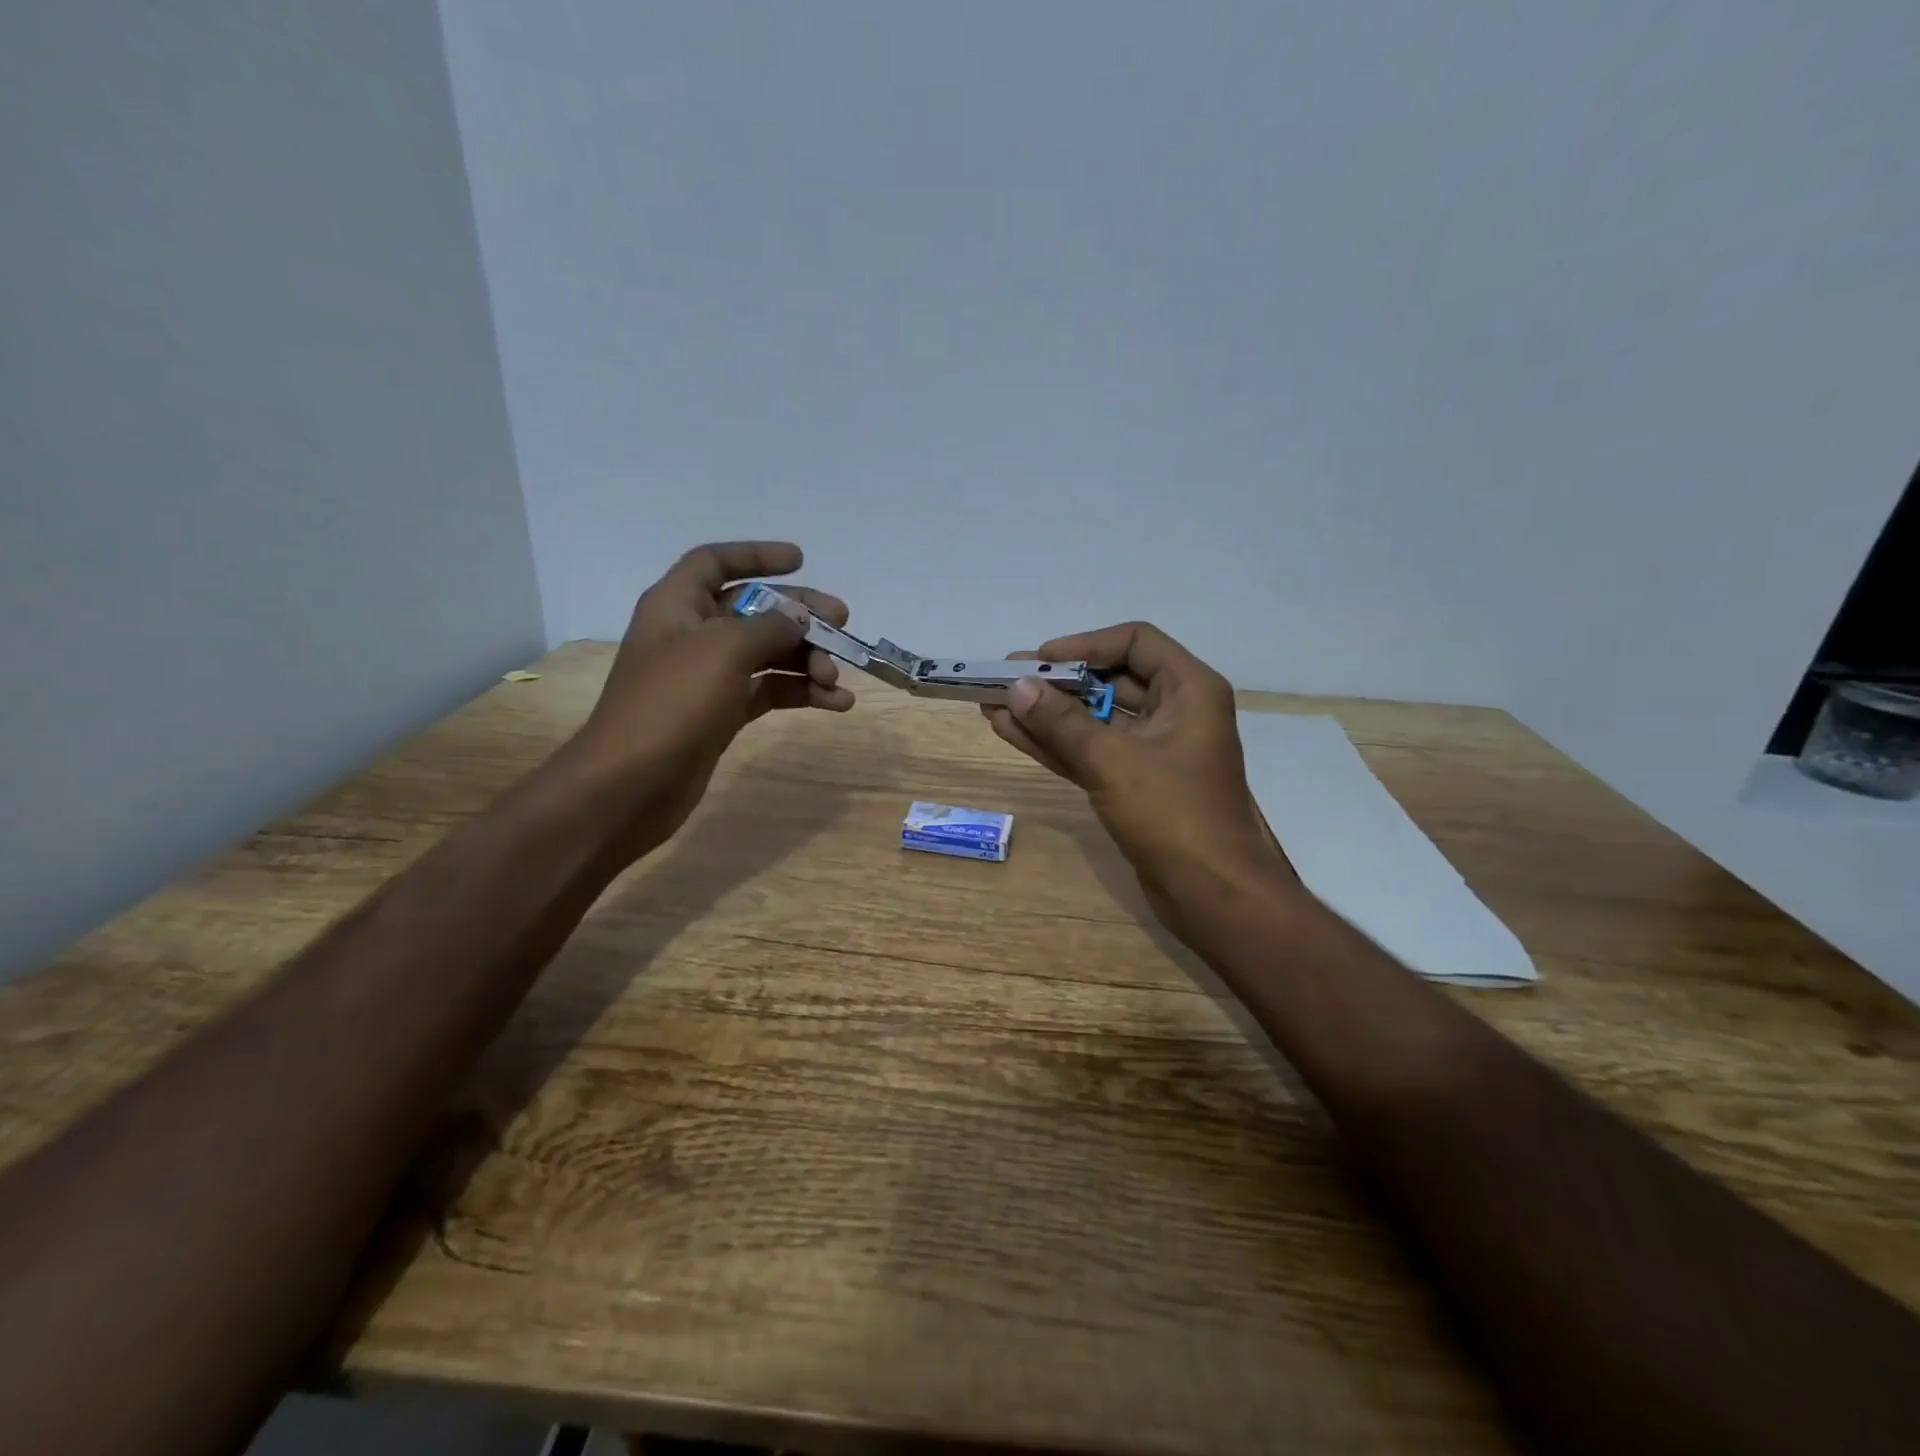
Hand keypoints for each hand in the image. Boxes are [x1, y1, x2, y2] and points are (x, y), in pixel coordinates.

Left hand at [563, 541, 852, 860]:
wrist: (631, 784)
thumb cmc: (672, 703)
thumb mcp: (724, 650)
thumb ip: (768, 626)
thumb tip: (800, 616)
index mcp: (678, 605)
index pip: (715, 562)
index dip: (756, 556)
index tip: (801, 560)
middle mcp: (693, 635)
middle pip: (754, 610)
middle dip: (800, 616)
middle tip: (843, 623)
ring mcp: (708, 677)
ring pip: (768, 655)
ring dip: (806, 662)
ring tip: (837, 679)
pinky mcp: (722, 714)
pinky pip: (769, 692)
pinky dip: (801, 694)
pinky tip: (835, 704)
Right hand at [981, 622, 1296, 932]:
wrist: (1213, 895)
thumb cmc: (1173, 814)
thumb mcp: (1112, 761)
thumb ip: (1062, 722)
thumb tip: (1017, 687)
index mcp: (1189, 690)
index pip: (1134, 642)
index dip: (1084, 645)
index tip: (1038, 660)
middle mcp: (1175, 712)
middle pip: (1110, 680)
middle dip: (1057, 682)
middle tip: (1005, 681)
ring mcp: (1155, 751)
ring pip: (1094, 721)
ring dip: (1047, 715)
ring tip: (994, 706)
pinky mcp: (1137, 785)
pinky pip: (1092, 752)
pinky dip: (1056, 744)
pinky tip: (1012, 733)